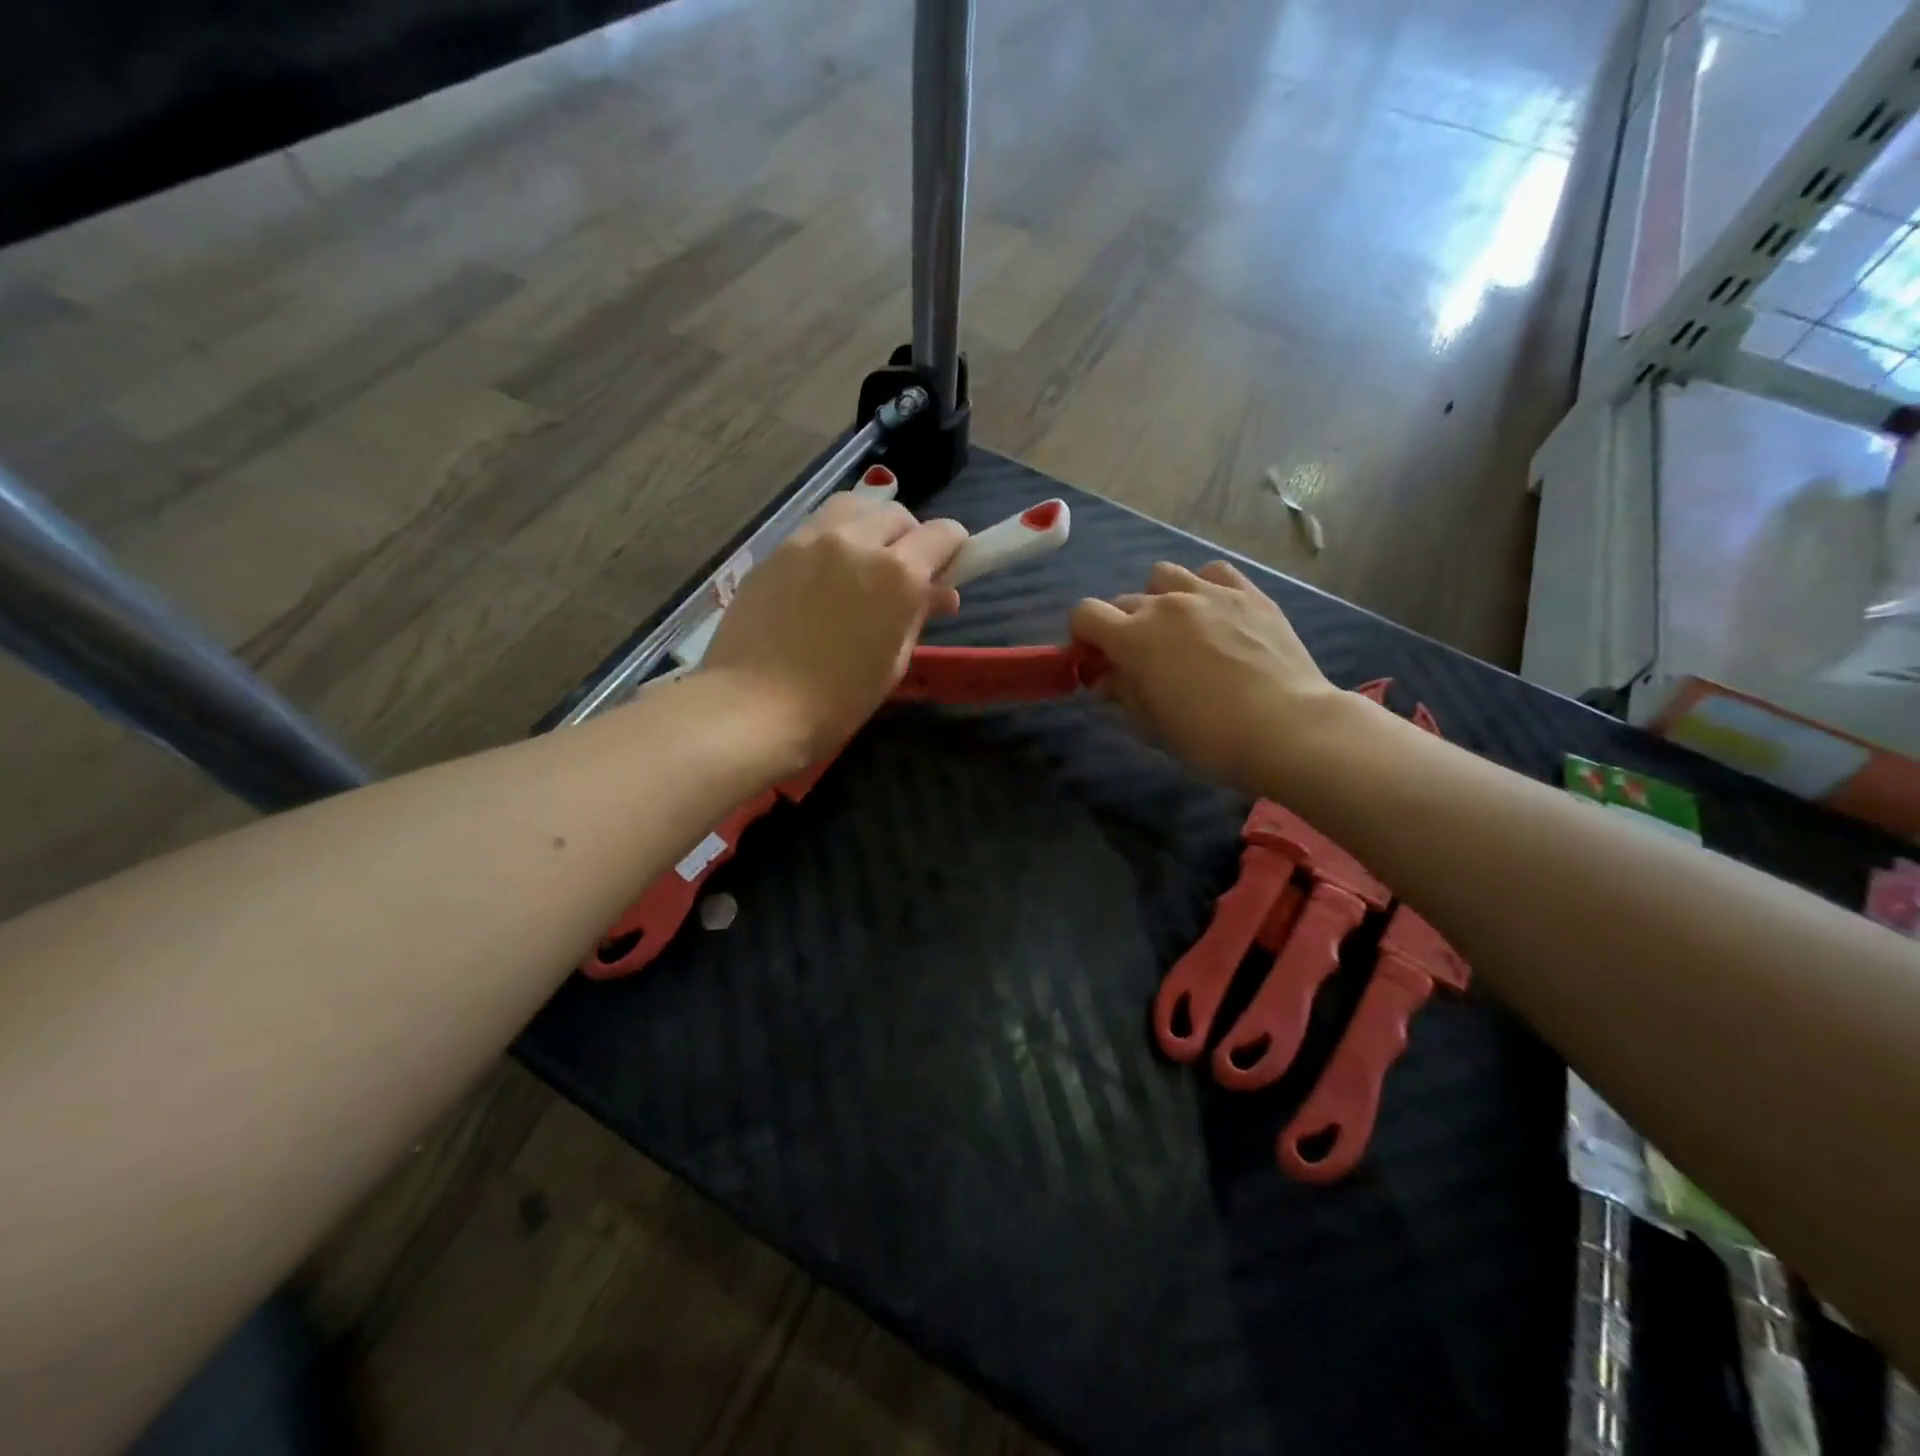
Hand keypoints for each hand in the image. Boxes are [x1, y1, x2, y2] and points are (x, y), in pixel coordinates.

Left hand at [700, 493, 966, 764]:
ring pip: (854, 508)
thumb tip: (940, 592)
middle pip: (898, 515)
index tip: (948, 570)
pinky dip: (833, 538)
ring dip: (870, 526)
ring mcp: (811, 540)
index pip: (943, 534)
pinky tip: (824, 573)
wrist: (756, 706)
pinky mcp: (776, 550)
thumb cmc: (838, 700)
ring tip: (864, 559)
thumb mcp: (894, 661)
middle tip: (905, 573)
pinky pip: (816, 527)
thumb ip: (918, 615)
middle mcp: (857, 542)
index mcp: (897, 573)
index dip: (953, 550)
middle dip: (911, 538)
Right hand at [1069, 560, 1342, 791]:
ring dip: (1158, 598)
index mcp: (1133, 637)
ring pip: (1164, 576)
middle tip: (1139, 660)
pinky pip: (1213, 573)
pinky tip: (1213, 613)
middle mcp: (1165, 604)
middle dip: (1121, 627)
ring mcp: (1209, 594)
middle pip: (1124, 601)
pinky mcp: (1249, 594)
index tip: (1096, 661)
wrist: (1287, 728)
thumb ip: (1121, 693)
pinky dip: (1203, 587)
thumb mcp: (1151, 725)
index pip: (1085, 614)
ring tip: (1176, 628)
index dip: (1083, 636)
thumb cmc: (1208, 737)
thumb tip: (1105, 678)